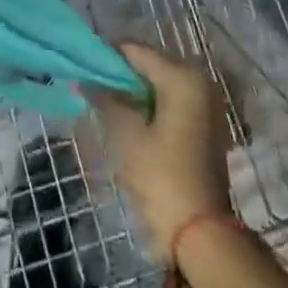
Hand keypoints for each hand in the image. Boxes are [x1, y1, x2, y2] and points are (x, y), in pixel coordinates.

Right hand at [95, 43, 233, 252]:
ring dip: (133, 93)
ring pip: (159, 86)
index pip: (135, 51)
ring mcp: (206, 107)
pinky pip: (170, 104)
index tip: (81, 68)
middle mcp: (200, 83)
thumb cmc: (162, 178)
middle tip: (90, 88)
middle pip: (149, 66)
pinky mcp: (205, 128)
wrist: (201, 235)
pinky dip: (149, 108)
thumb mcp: (126, 134)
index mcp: (183, 78)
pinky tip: (128, 121)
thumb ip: (105, 99)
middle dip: (119, 76)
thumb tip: (84, 80)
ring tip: (104, 104)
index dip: (105, 57)